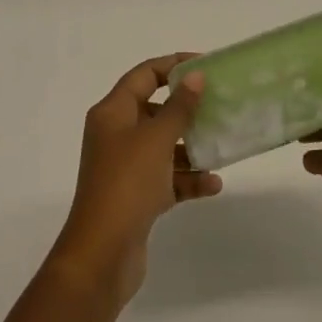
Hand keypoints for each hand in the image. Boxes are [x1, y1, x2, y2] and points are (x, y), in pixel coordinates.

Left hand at [48, 54, 221, 307]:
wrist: (101, 257)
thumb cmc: (126, 185)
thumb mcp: (156, 139)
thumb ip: (179, 107)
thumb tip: (195, 76)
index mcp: (113, 113)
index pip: (144, 75)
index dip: (173, 65)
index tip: (205, 64)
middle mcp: (116, 135)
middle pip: (155, 109)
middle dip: (186, 108)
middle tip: (218, 103)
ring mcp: (126, 167)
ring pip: (164, 145)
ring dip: (191, 146)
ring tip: (221, 145)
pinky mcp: (136, 197)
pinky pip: (167, 177)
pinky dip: (187, 178)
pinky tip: (213, 184)